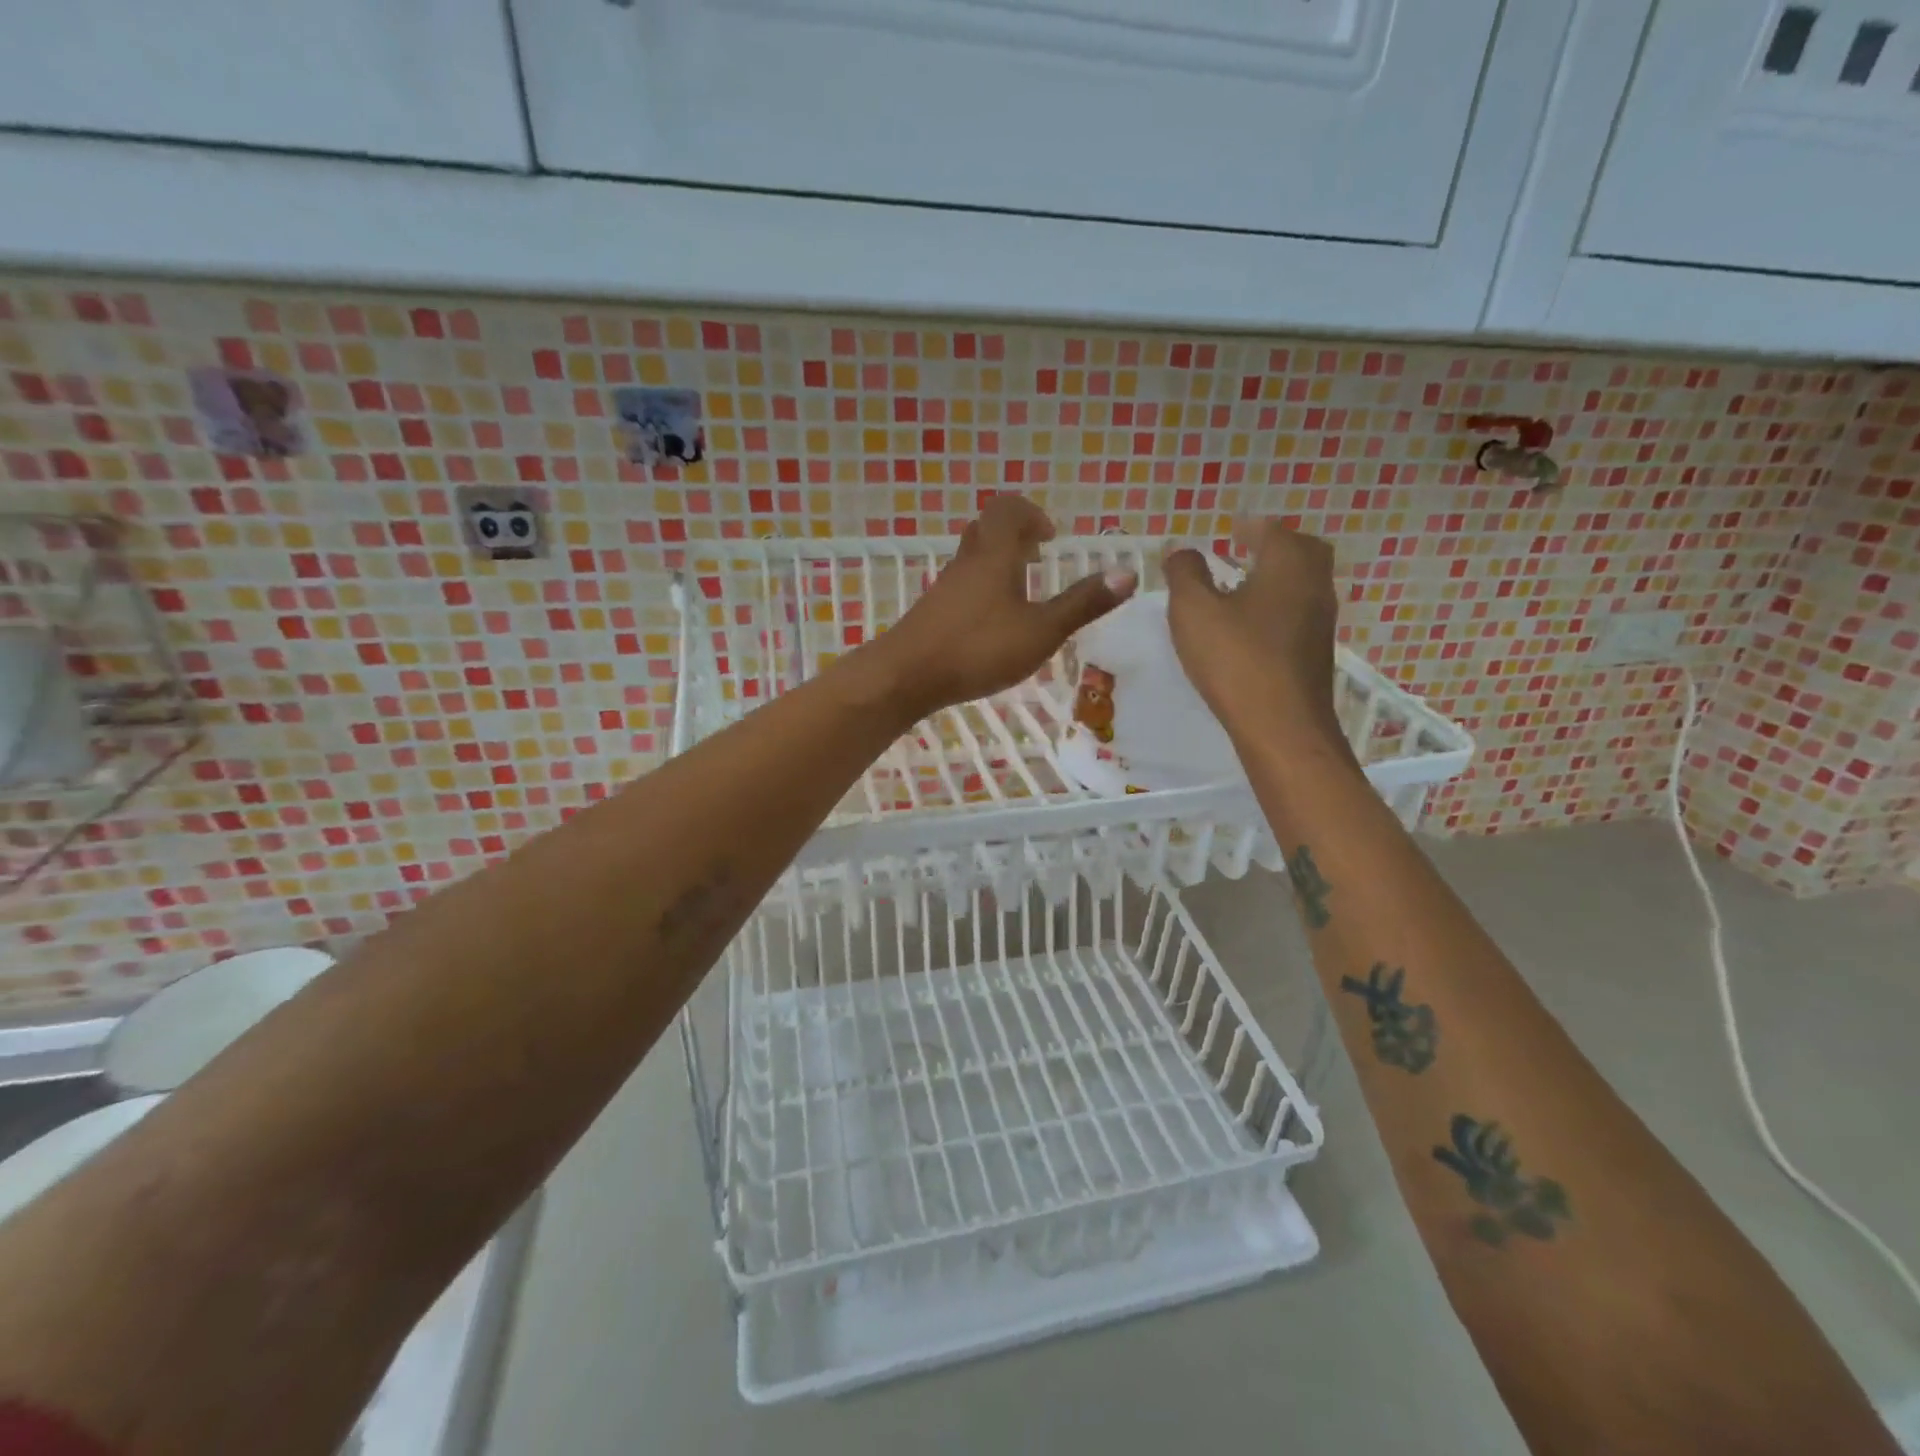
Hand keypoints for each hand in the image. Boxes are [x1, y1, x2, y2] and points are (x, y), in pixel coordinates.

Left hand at [869, 496, 1135, 719]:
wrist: (906, 676)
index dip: (1030, 514)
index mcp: (994, 556)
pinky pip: (961, 586)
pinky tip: (992, 623)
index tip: (1050, 537)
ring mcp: (944, 588)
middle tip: (1037, 556)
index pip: (1007, 510)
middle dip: (1014, 536)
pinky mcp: (931, 613)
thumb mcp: (1041, 631)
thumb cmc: (977, 649)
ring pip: (972, 559)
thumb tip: (1128, 572)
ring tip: (1020, 591)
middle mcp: (966, 563)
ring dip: (998, 564)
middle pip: (986, 530)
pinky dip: (982, 590)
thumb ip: (1082, 604)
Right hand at [1163, 522, 1346, 749]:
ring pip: (1304, 583)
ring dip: (1278, 577)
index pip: (1271, 530)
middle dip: (1275, 545)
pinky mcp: (1317, 652)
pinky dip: (1279, 606)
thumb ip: (1184, 574)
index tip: (1231, 529)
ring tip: (1243, 586)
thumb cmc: (1236, 660)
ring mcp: (1321, 621)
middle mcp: (1315, 584)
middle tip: (1245, 550)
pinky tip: (1253, 626)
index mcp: (1288, 564)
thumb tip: (1182, 551)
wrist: (1282, 727)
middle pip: (1302, 550)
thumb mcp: (1194, 611)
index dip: (1248, 527)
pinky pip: (1300, 613)